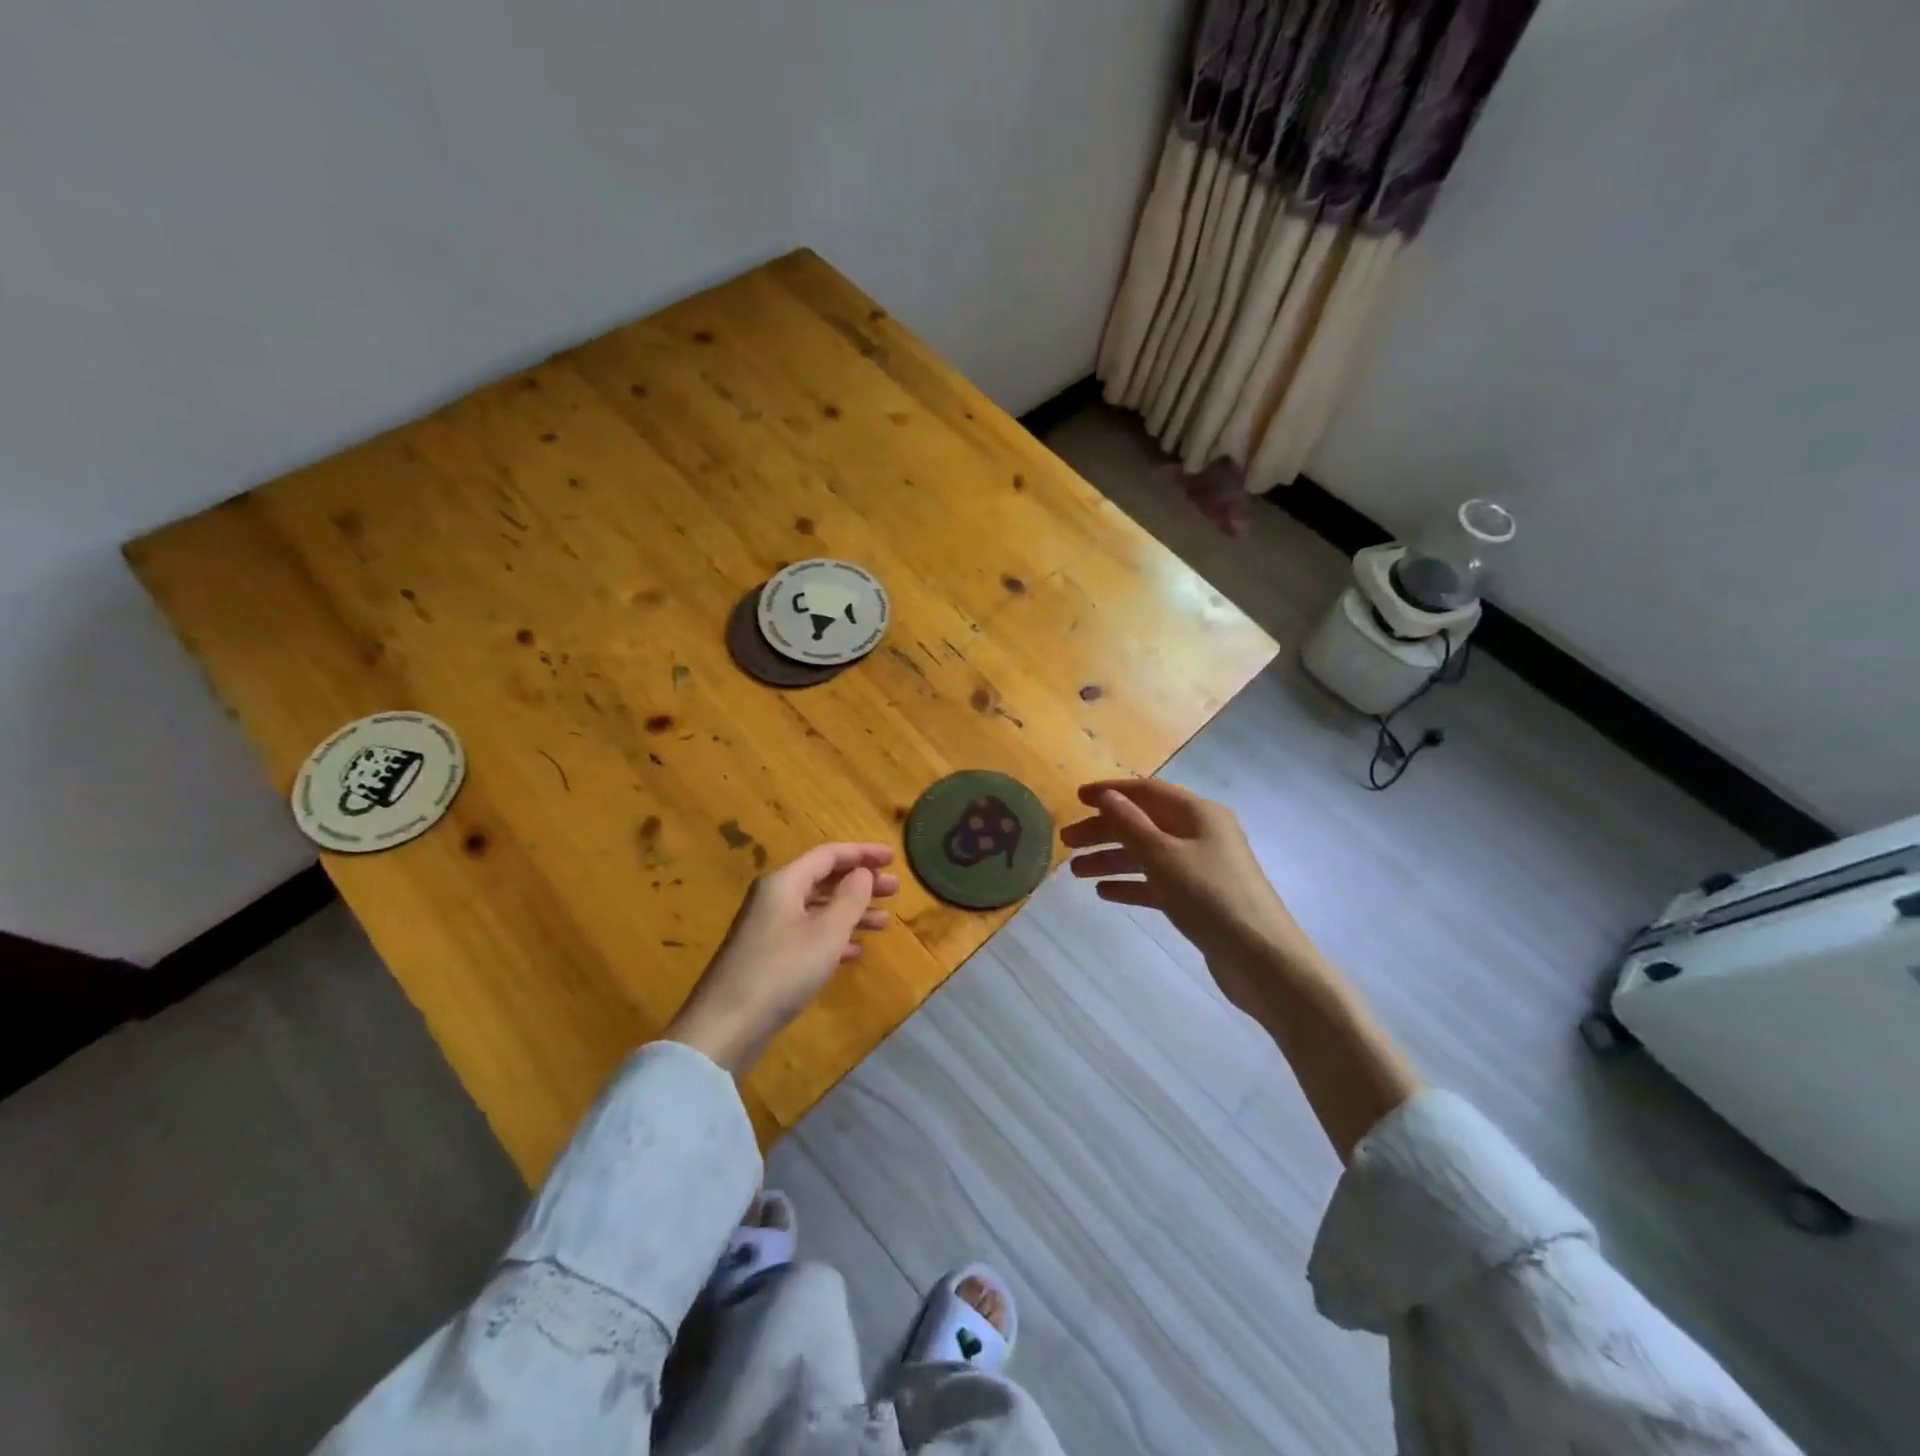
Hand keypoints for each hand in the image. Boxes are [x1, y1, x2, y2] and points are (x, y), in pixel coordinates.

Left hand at [666, 843, 898, 1073]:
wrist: (725, 1026)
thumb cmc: (781, 970)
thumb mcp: (826, 933)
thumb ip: (850, 898)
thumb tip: (862, 872)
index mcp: (784, 882)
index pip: (829, 855)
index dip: (862, 853)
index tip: (893, 858)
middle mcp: (774, 898)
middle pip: (824, 880)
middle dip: (861, 883)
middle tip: (895, 890)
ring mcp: (768, 928)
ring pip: (818, 909)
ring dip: (852, 912)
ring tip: (885, 923)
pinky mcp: (767, 956)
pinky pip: (808, 934)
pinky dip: (834, 937)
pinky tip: (855, 951)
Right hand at [1065, 779, 1420, 1162]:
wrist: (1264, 962)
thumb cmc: (1212, 898)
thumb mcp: (1165, 857)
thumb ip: (1132, 825)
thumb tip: (1107, 796)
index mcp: (1198, 814)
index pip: (1147, 791)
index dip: (1111, 792)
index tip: (1076, 798)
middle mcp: (1200, 834)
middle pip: (1143, 823)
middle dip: (1104, 830)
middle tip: (1066, 842)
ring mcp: (1200, 868)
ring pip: (1147, 855)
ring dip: (1112, 859)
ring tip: (1076, 872)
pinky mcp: (1198, 899)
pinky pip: (1157, 884)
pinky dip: (1132, 885)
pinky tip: (1104, 892)